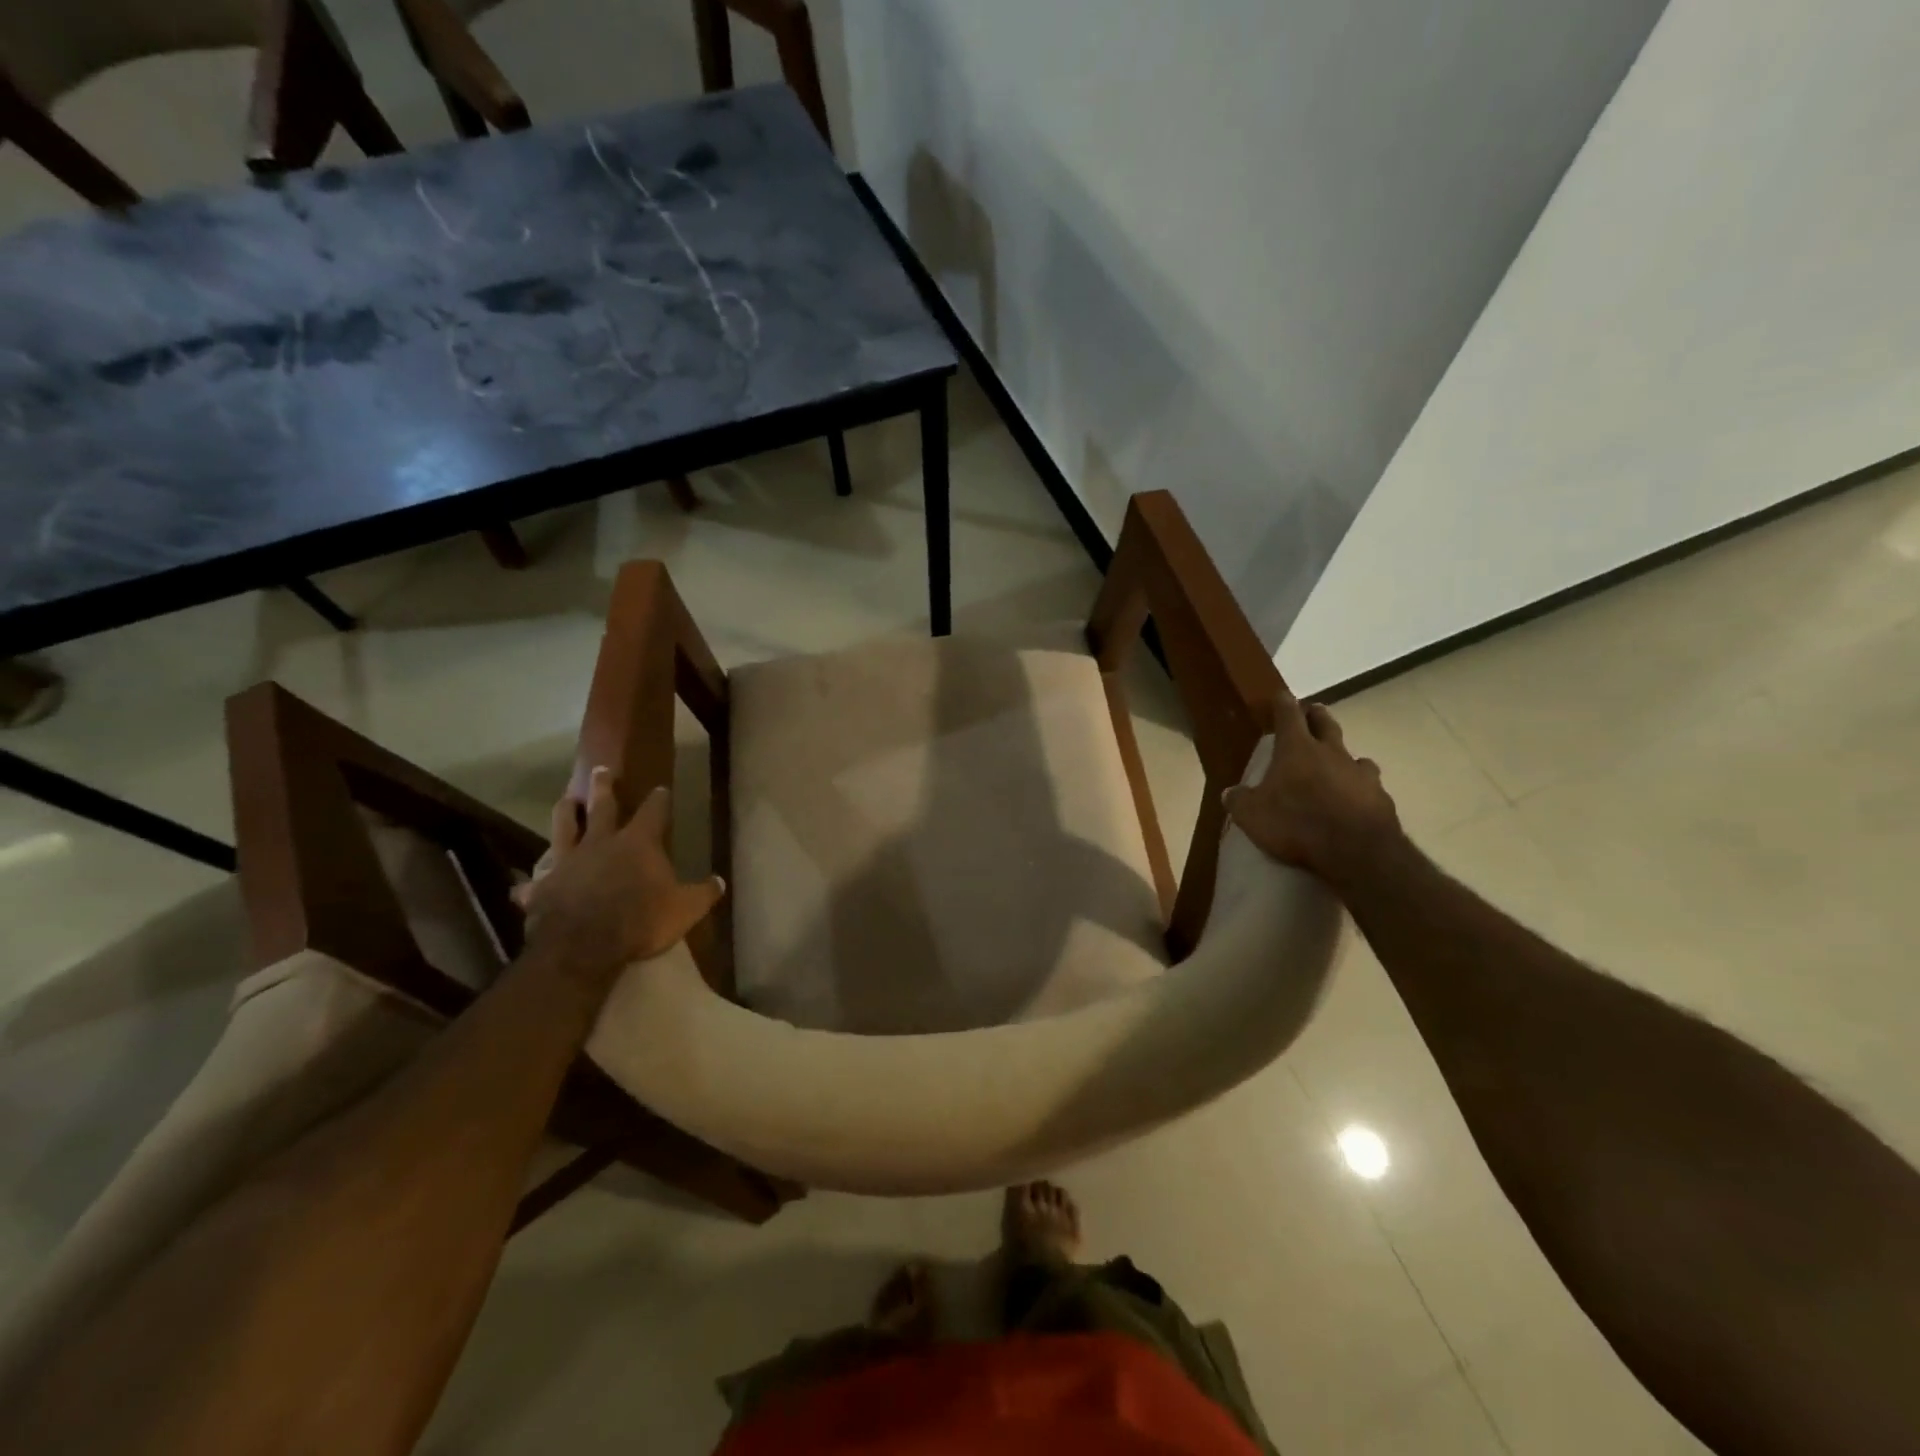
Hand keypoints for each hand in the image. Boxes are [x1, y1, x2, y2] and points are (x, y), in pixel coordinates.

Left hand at [513, 767, 723, 976]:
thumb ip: (703, 893)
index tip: (661, 788)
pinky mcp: (543, 887)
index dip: (659, 800)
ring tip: (564, 801)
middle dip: (604, 788)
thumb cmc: (641, 920)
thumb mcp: (685, 909)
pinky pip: (534, 884)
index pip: (653, 812)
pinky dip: (530, 885)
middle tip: (600, 770)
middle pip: (602, 807)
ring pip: (563, 828)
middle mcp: (601, 843)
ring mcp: (568, 862)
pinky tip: (523, 888)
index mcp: (638, 843)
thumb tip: (720, 882)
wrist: (585, 945)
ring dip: (564, 813)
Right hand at [1224, 689, 1402, 891]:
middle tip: (1312, 712)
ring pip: (1353, 755)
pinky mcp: (1381, 797)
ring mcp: (1360, 774)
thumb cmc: (1297, 823)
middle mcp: (1331, 753)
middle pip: (1325, 724)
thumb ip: (1239, 801)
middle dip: (1317, 716)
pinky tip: (1356, 800)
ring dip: (1343, 756)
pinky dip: (1360, 788)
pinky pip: (1369, 785)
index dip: (1283, 703)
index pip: (1288, 715)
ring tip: (1338, 763)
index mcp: (1296, 750)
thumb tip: (1230, 793)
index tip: (1282, 695)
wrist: (1357, 851)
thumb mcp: (1253, 815)